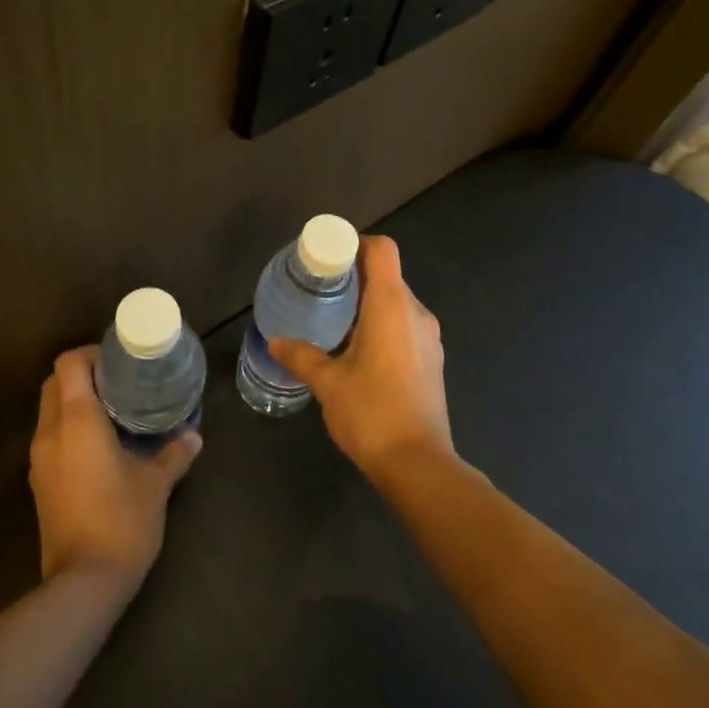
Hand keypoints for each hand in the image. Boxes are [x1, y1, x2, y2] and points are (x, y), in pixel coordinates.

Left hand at [28, 346, 201, 588]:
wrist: (83, 583)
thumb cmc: (121, 520)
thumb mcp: (156, 483)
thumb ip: (174, 453)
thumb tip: (193, 435)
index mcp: (76, 420)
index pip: (68, 364)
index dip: (91, 353)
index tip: (120, 360)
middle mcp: (50, 433)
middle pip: (54, 384)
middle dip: (82, 375)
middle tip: (119, 382)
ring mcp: (40, 461)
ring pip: (49, 412)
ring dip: (74, 402)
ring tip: (114, 411)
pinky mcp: (39, 484)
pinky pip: (51, 438)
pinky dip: (70, 429)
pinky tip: (101, 445)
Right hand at [268, 235, 452, 481]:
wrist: (418, 463)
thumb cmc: (371, 412)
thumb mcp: (328, 382)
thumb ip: (302, 356)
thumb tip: (275, 340)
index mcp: (391, 305)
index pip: (382, 250)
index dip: (356, 244)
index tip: (329, 258)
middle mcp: (416, 312)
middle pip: (388, 275)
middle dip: (355, 277)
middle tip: (321, 290)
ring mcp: (429, 336)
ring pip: (397, 302)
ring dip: (369, 303)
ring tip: (336, 320)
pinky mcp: (432, 359)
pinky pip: (405, 325)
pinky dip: (383, 325)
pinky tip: (359, 350)